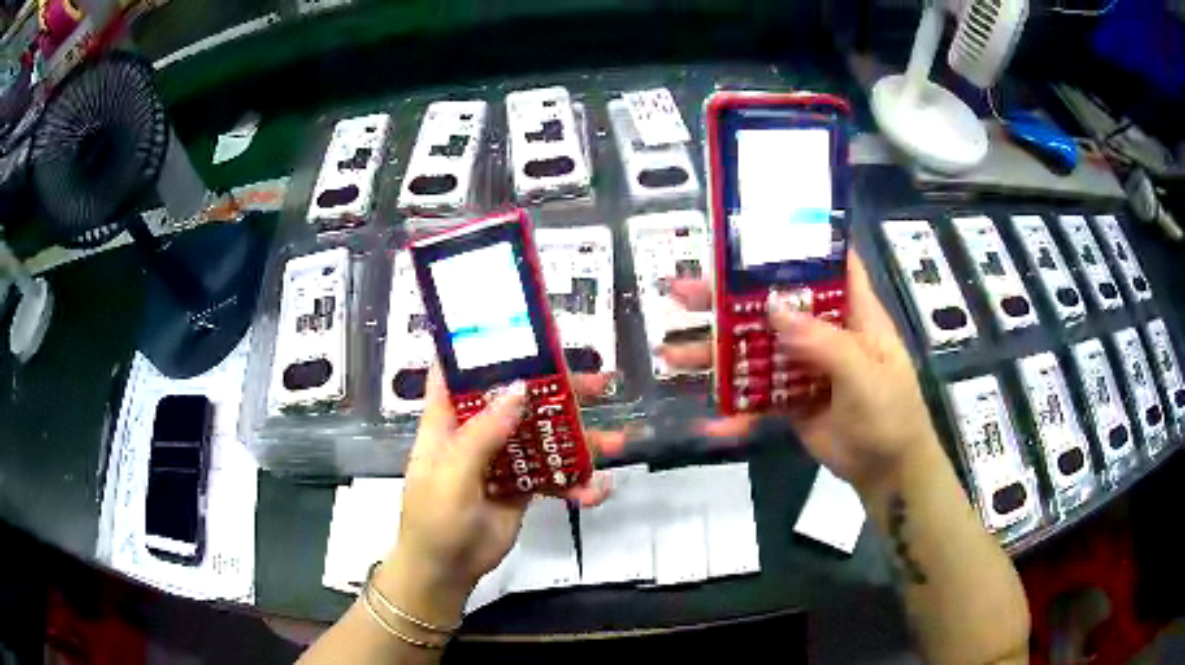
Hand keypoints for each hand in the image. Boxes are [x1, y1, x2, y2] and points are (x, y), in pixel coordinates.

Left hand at [377, 367, 612, 625]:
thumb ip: (483, 434)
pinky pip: (553, 475)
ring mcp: (502, 460)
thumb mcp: (452, 475)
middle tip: (599, 383)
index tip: (521, 329)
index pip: (459, 372)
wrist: (447, 571)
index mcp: (448, 421)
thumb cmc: (435, 520)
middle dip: (557, 390)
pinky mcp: (521, 487)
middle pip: (517, 399)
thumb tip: (519, 388)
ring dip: (580, 439)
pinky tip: (598, 490)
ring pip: (543, 437)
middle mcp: (477, 432)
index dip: (483, 348)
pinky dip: (576, 481)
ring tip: (619, 441)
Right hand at [659, 249, 938, 493]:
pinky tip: (709, 419)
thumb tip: (774, 308)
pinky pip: (758, 394)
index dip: (794, 244)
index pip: (826, 264)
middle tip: (681, 293)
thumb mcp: (865, 376)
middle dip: (728, 297)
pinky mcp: (792, 398)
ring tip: (671, 352)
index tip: (751, 234)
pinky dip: (734, 406)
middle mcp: (824, 331)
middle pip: (774, 304)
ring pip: (757, 348)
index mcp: (852, 313)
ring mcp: (804, 365)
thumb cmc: (890, 415)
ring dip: (717, 350)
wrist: (886, 472)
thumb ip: (824, 343)